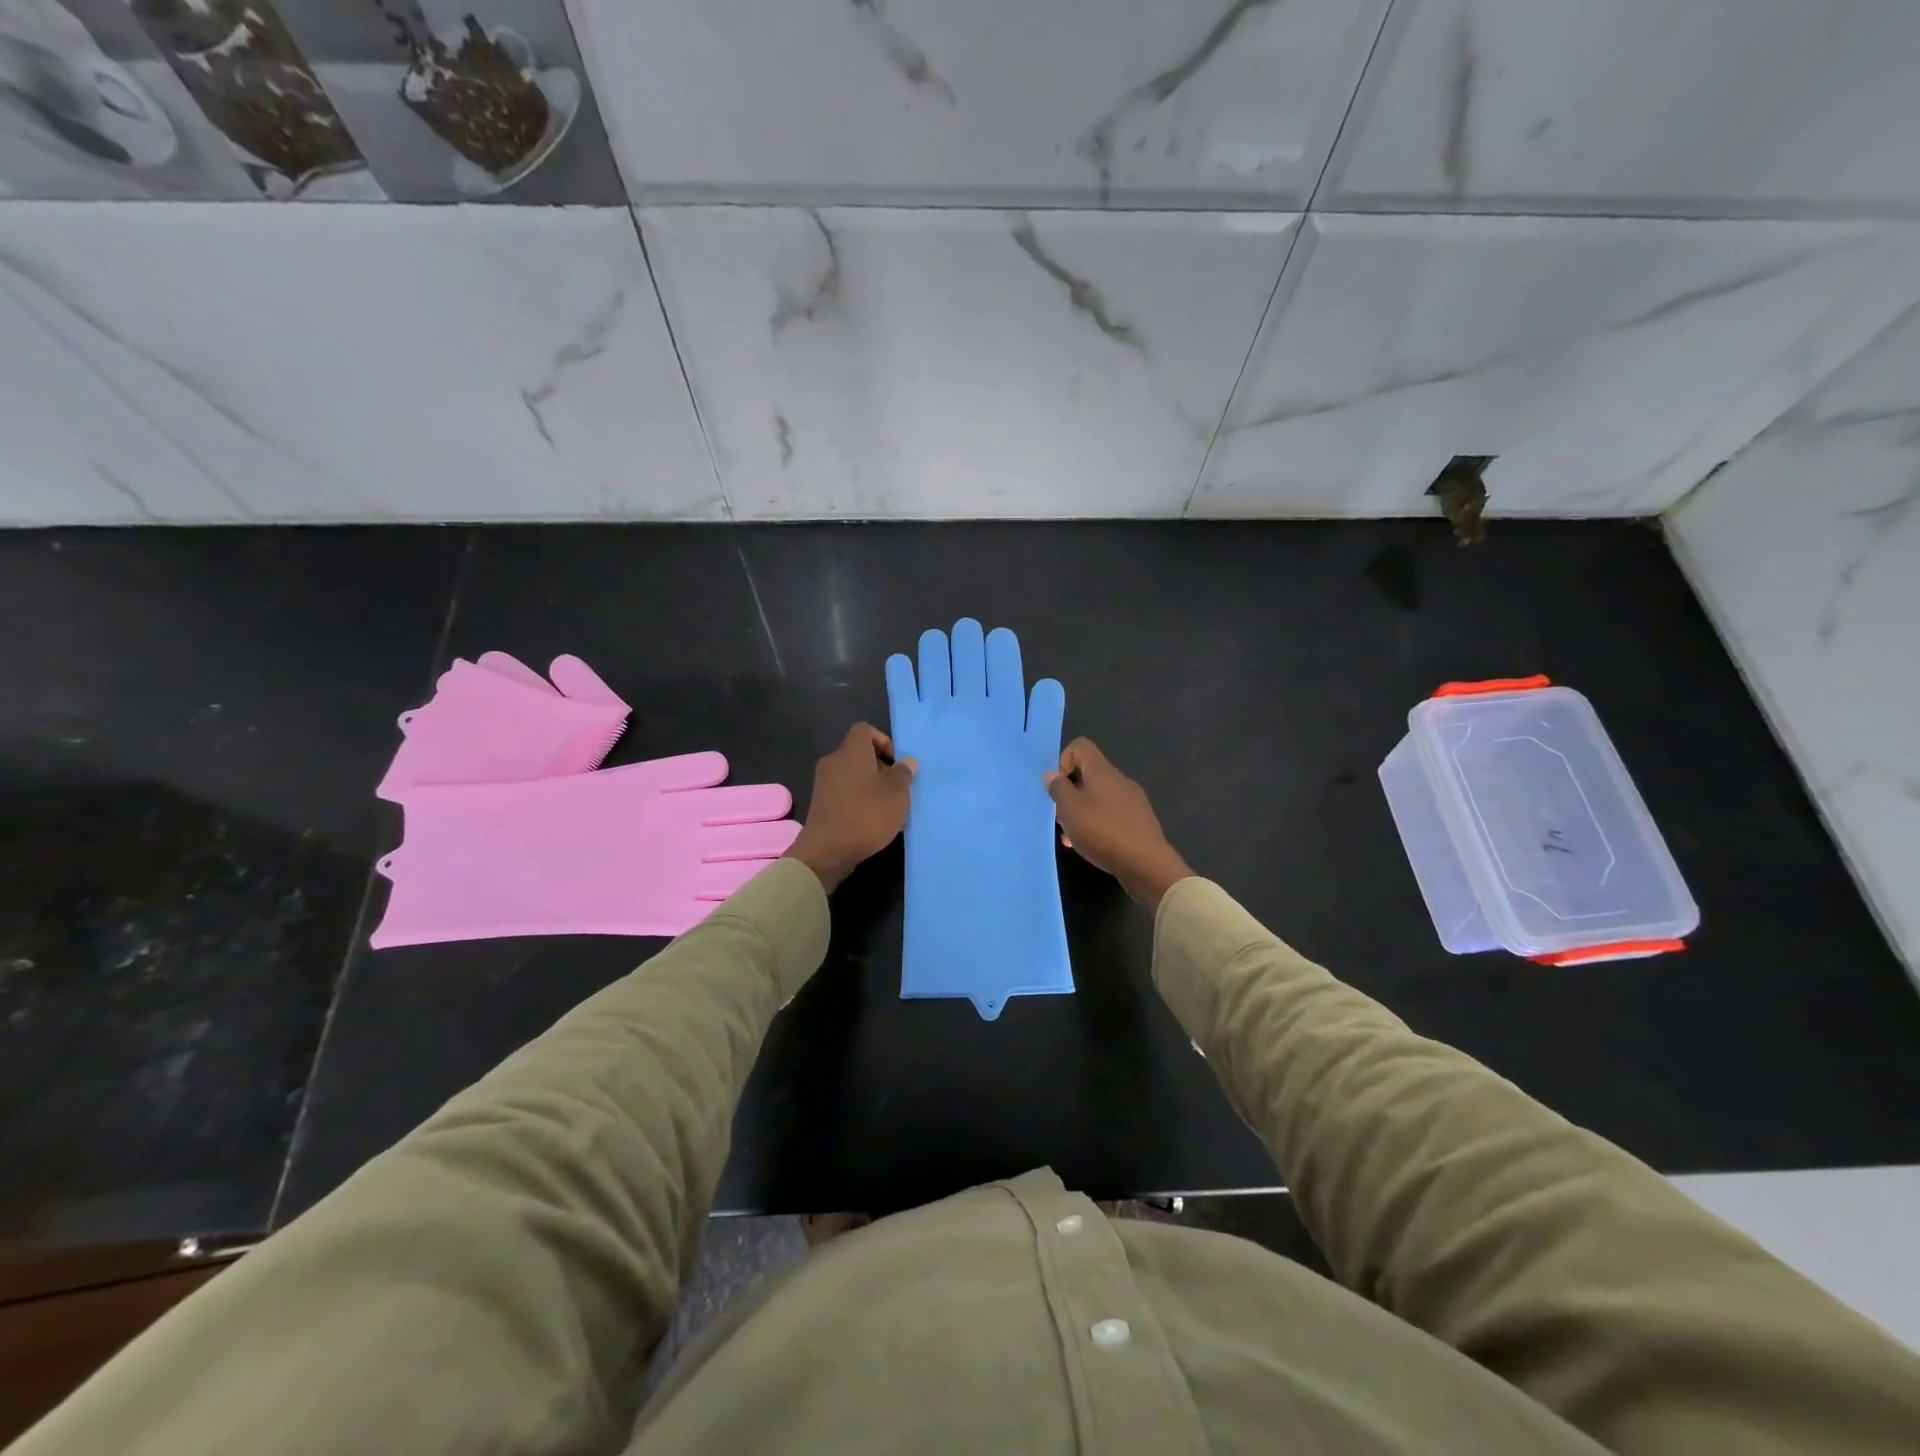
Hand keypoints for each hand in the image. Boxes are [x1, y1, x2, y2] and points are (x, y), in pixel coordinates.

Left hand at [786, 724, 916, 893]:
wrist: (826, 851)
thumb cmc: (866, 815)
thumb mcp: (896, 795)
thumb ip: (903, 774)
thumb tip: (907, 761)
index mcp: (851, 752)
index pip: (865, 730)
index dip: (884, 741)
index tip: (896, 764)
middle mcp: (834, 762)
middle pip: (860, 754)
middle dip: (882, 768)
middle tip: (898, 789)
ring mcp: (824, 783)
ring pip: (854, 775)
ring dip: (872, 787)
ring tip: (889, 809)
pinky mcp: (821, 803)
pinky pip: (845, 792)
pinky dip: (859, 800)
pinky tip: (873, 822)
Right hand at [1044, 739, 1192, 908]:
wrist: (1146, 864)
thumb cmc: (1103, 832)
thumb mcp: (1070, 809)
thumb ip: (1058, 789)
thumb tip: (1052, 774)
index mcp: (1102, 771)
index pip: (1081, 746)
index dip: (1063, 761)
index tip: (1058, 788)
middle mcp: (1119, 780)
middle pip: (1088, 775)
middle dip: (1070, 794)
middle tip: (1061, 817)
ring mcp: (1132, 801)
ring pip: (1098, 798)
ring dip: (1081, 813)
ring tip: (1072, 837)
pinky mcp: (1138, 821)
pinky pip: (1111, 815)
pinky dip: (1097, 825)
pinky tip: (1091, 846)